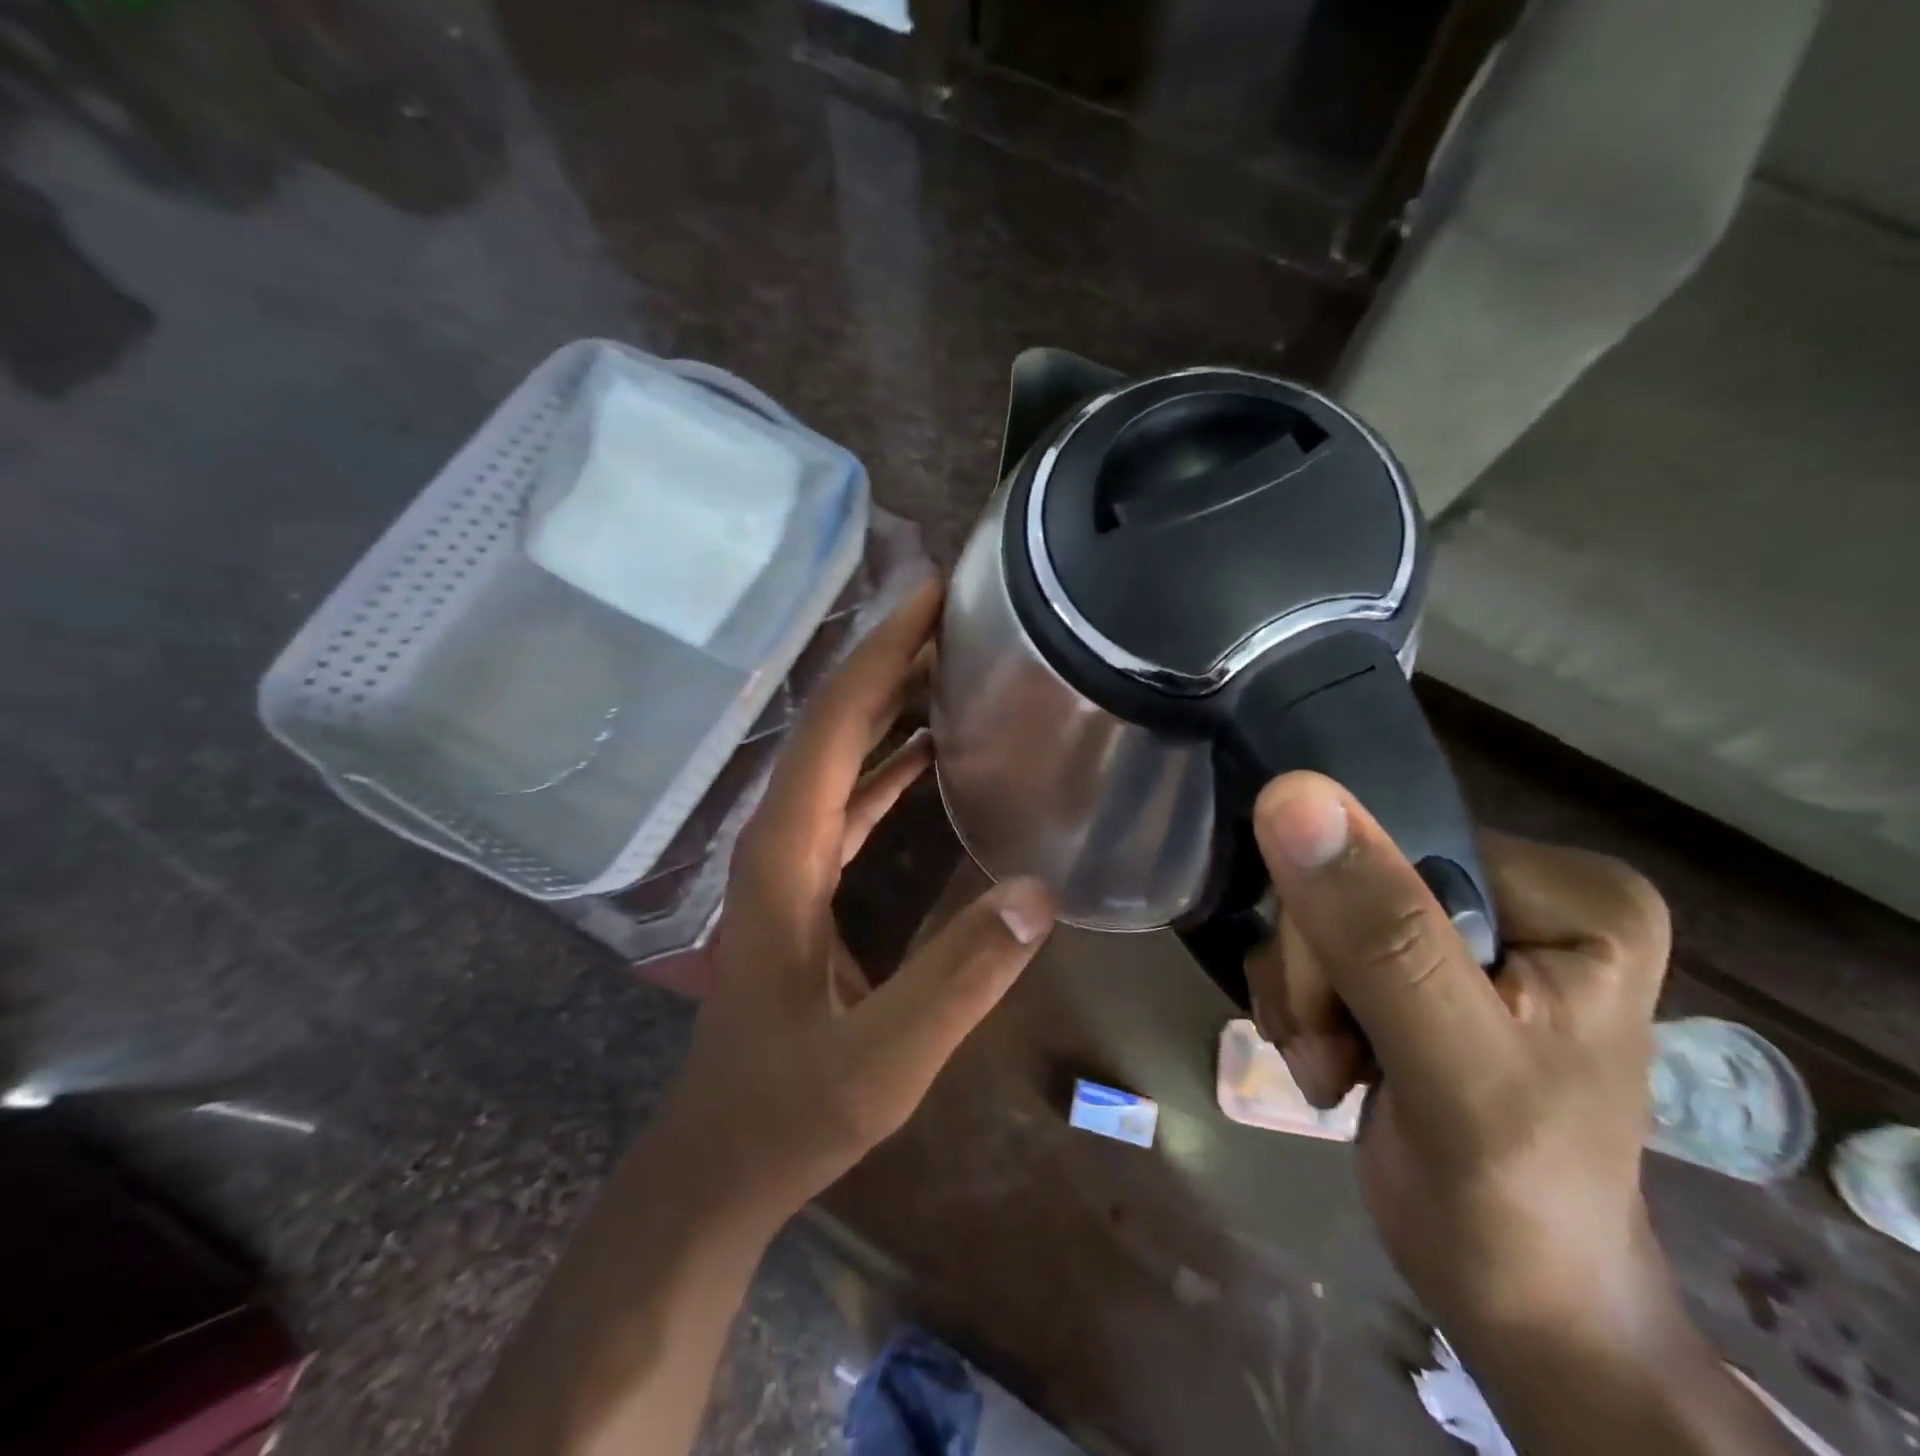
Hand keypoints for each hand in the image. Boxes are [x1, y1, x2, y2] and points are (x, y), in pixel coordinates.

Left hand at [661, 581, 1055, 1228]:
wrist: (722, 1159)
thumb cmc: (789, 1111)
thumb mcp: (881, 1061)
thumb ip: (957, 981)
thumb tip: (1038, 894)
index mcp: (784, 856)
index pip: (834, 728)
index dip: (880, 655)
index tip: (931, 596)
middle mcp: (780, 839)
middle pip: (834, 725)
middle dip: (889, 658)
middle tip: (958, 610)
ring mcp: (788, 859)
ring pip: (841, 756)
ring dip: (890, 702)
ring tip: (954, 659)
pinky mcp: (804, 883)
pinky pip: (850, 798)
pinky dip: (889, 761)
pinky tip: (931, 750)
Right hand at [1244, 771, 1672, 1344]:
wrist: (1515, 1297)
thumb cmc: (1511, 1197)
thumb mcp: (1453, 1066)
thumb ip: (1379, 933)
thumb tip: (1291, 792)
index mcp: (1570, 893)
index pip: (1392, 845)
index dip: (1339, 923)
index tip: (1343, 1013)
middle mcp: (1518, 890)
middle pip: (1346, 879)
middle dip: (1318, 974)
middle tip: (1338, 1052)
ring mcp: (1463, 926)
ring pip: (1316, 912)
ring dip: (1303, 997)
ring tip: (1336, 1068)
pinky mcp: (1413, 962)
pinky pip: (1311, 944)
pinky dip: (1302, 1008)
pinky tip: (1333, 1063)